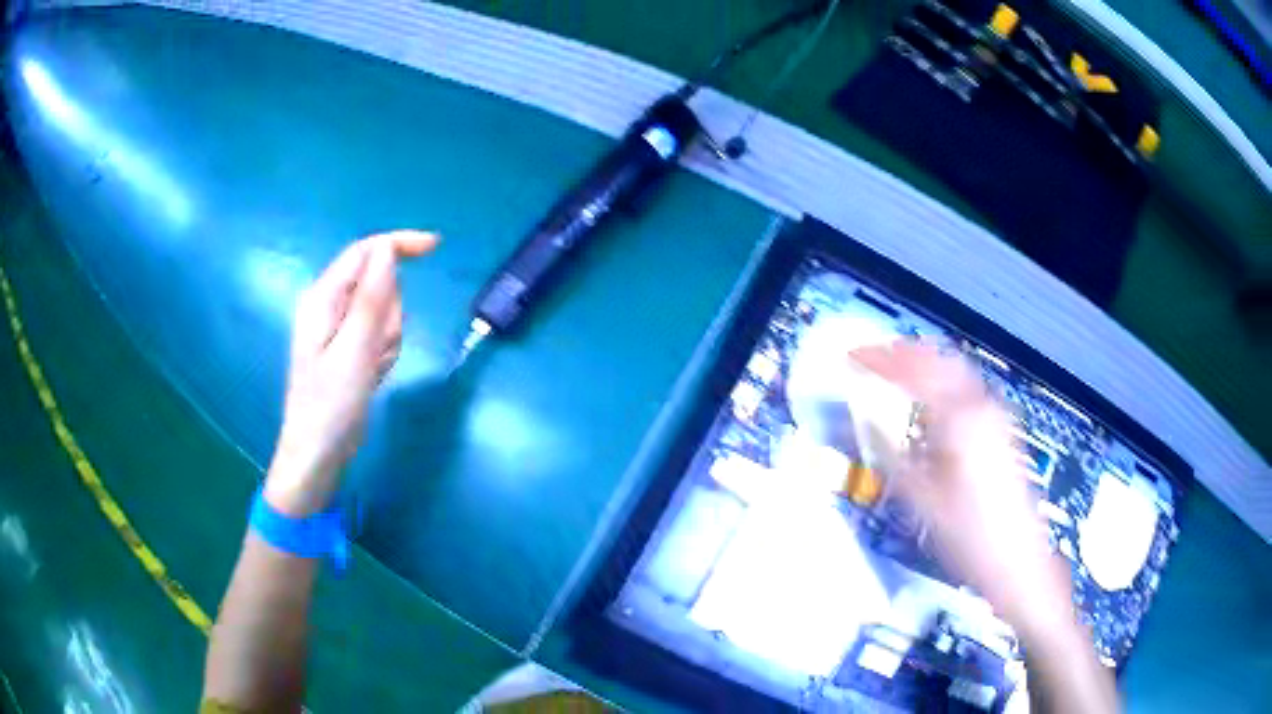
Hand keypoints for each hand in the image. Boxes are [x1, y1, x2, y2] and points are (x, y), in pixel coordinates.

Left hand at [264, 230, 437, 515]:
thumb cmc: (329, 406)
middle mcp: (329, 305)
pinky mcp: (350, 347)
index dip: (399, 244)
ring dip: (389, 337)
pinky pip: (381, 335)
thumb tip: (387, 250)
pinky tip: (372, 375)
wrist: (317, 456)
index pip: (365, 251)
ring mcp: (339, 328)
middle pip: (378, 283)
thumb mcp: (353, 352)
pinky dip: (385, 352)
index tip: (436, 248)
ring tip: (372, 368)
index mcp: (323, 298)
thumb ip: (371, 299)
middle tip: (377, 350)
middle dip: (390, 312)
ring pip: (384, 311)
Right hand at [849, 341, 1072, 629]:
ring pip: (958, 372)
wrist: (1017, 561)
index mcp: (961, 419)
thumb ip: (890, 455)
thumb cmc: (969, 536)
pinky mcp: (1004, 432)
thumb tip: (860, 423)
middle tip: (875, 356)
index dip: (882, 360)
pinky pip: (969, 390)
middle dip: (906, 353)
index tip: (854, 357)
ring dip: (927, 364)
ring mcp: (998, 418)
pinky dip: (945, 382)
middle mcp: (983, 408)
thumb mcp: (922, 501)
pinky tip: (933, 401)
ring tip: (899, 370)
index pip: (916, 371)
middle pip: (942, 359)